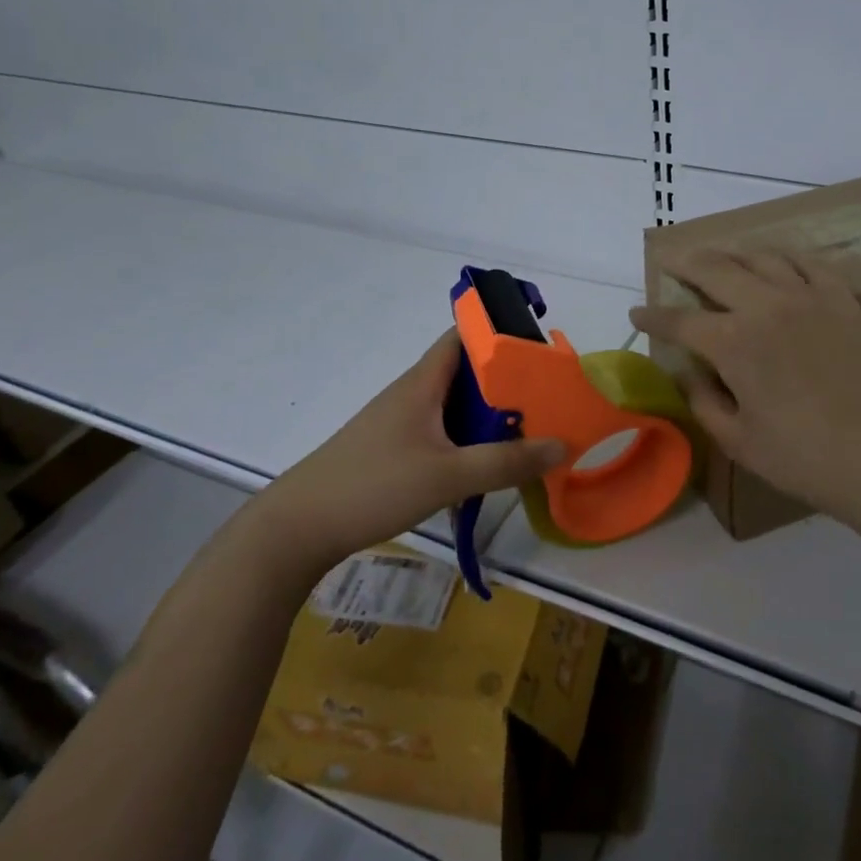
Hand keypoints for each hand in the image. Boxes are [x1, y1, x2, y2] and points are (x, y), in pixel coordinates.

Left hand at [257, 331, 564, 569]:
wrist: (298, 527)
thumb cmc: (373, 485)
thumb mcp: (448, 476)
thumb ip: (506, 462)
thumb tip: (562, 443)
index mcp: (422, 383)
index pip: (463, 336)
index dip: (498, 333)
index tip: (536, 348)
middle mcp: (412, 394)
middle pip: (465, 373)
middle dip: (504, 381)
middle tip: (546, 397)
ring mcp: (400, 423)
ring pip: (454, 406)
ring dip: (487, 415)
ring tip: (527, 431)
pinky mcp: (393, 451)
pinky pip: (441, 432)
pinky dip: (467, 440)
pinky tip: (485, 465)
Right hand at [629, 249, 860, 521]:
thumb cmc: (809, 459)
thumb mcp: (740, 443)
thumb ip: (705, 402)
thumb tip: (688, 374)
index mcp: (733, 343)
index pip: (679, 321)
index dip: (653, 316)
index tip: (636, 312)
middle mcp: (765, 306)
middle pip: (714, 269)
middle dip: (684, 262)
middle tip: (668, 260)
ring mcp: (808, 297)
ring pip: (759, 257)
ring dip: (730, 252)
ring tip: (717, 255)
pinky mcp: (844, 299)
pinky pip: (808, 262)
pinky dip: (783, 255)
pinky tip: (776, 259)